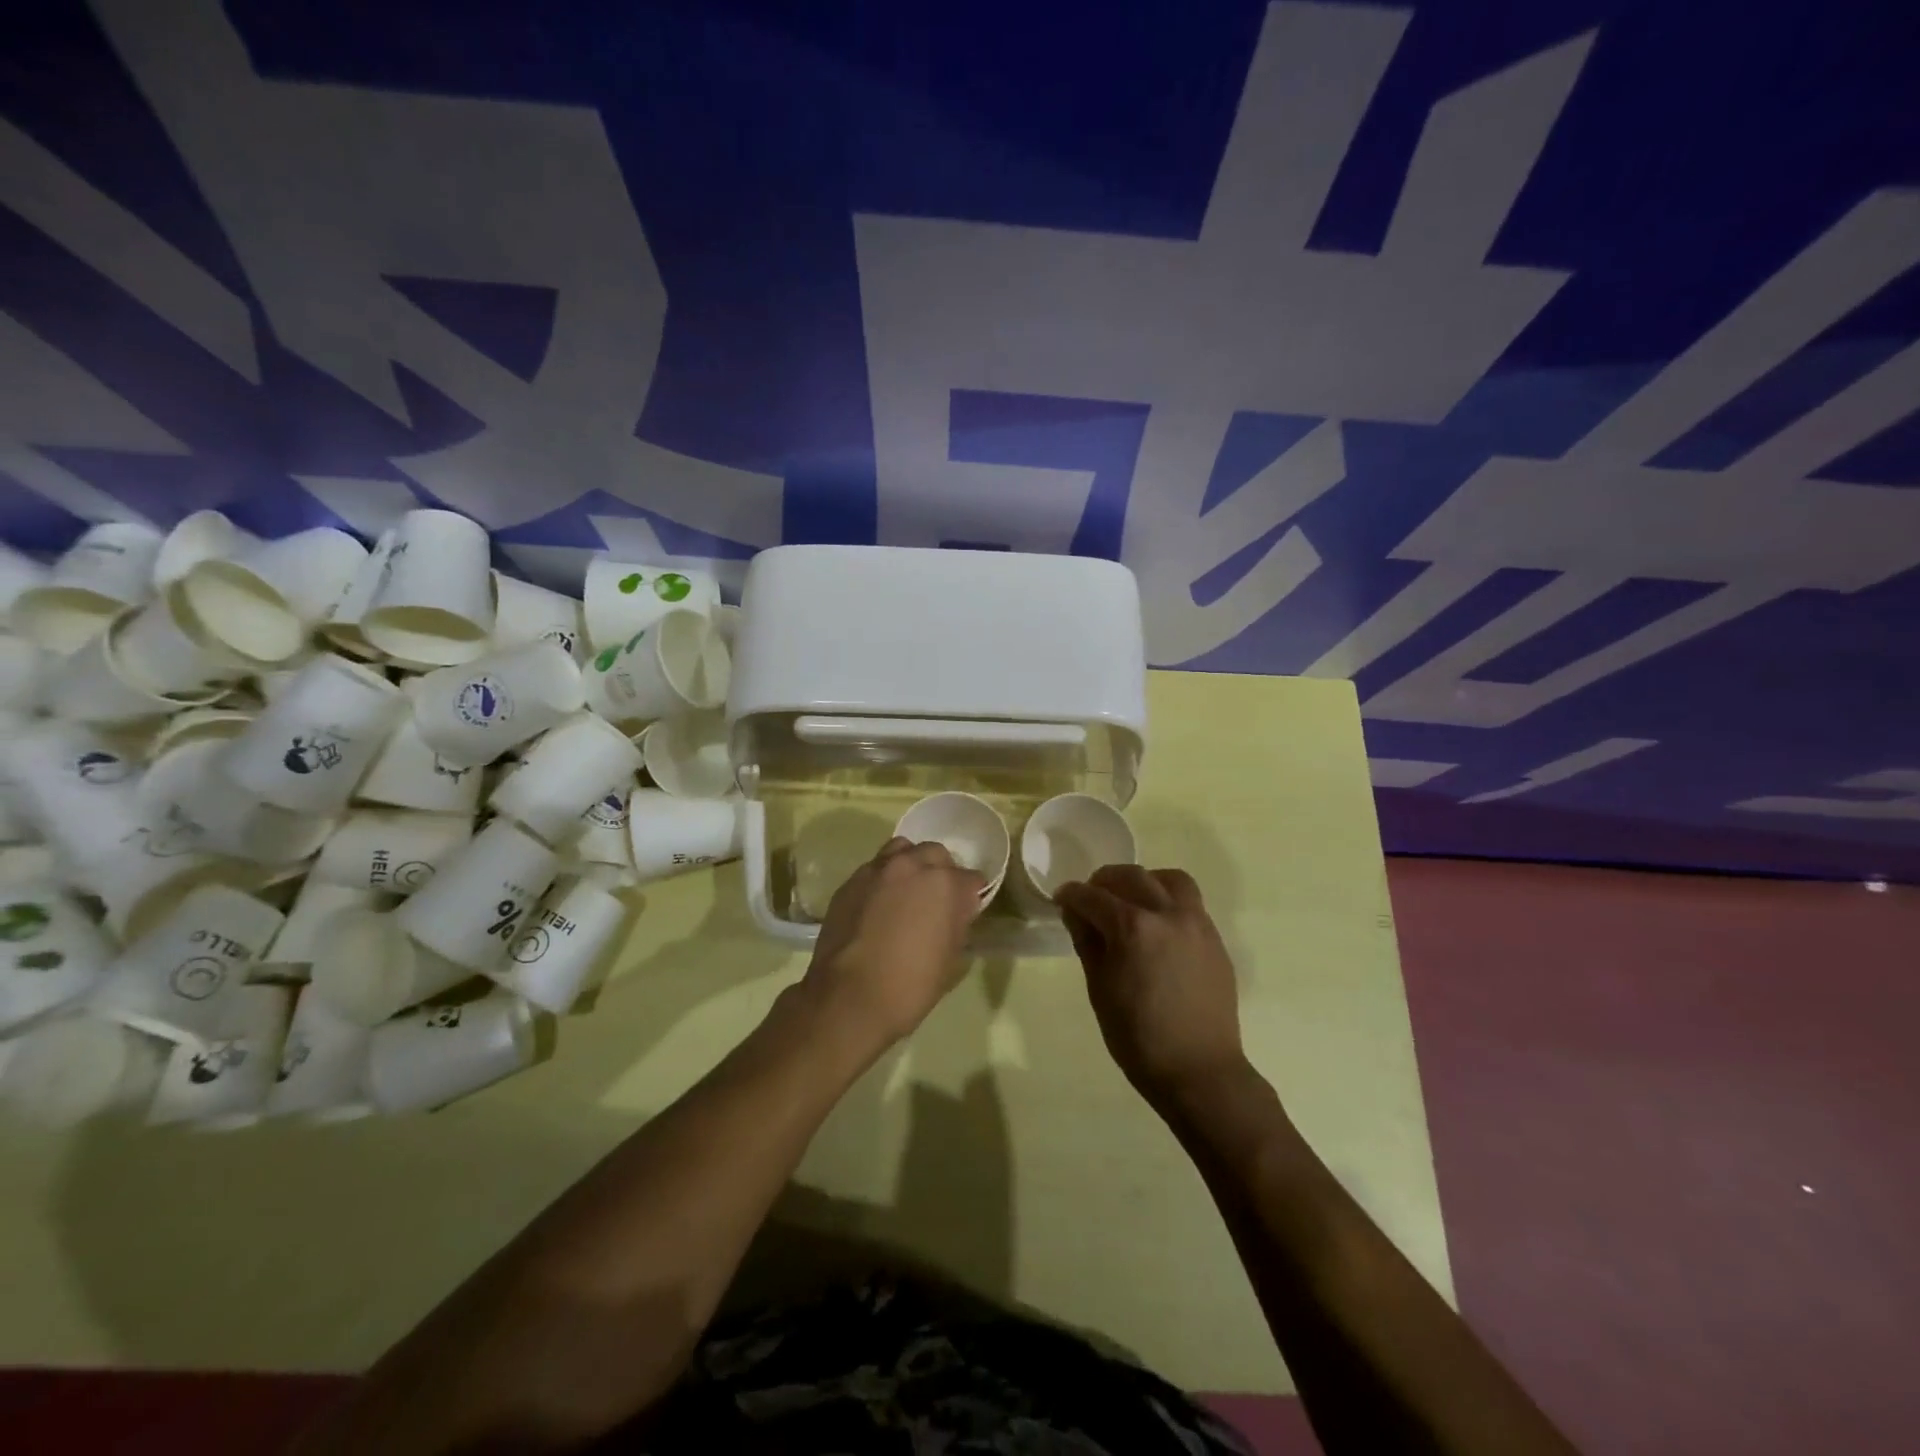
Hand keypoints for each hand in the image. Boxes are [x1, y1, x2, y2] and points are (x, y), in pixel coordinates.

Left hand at [801, 837, 984, 1051]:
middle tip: (937, 901)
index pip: (972, 879)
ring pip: (903, 850)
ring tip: (906, 893)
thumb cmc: (909, 985)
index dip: (970, 898)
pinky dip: (883, 879)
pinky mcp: (851, 881)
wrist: (848, 997)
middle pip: (936, 854)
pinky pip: (875, 869)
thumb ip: (958, 924)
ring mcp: (878, 870)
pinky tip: (878, 905)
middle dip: (942, 872)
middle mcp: (912, 865)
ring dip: (911, 865)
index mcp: (945, 884)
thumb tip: (956, 912)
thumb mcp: (951, 960)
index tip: (965, 915)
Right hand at [1056, 865, 1247, 1108]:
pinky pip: (1190, 903)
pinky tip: (1157, 925)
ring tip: (1131, 900)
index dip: (1072, 895)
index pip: (1093, 896)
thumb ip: (1088, 942)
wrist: (1200, 1071)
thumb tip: (1076, 912)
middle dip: (1105, 880)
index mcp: (1133, 928)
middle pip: (1132, 876)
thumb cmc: (1138, 1037)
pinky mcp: (1214, 939)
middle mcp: (1167, 914)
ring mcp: (1197, 924)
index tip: (1062, 899)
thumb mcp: (1100, 989)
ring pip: (1169, 880)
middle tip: (1091, 895)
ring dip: (1144, 881)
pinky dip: (1168, 900)